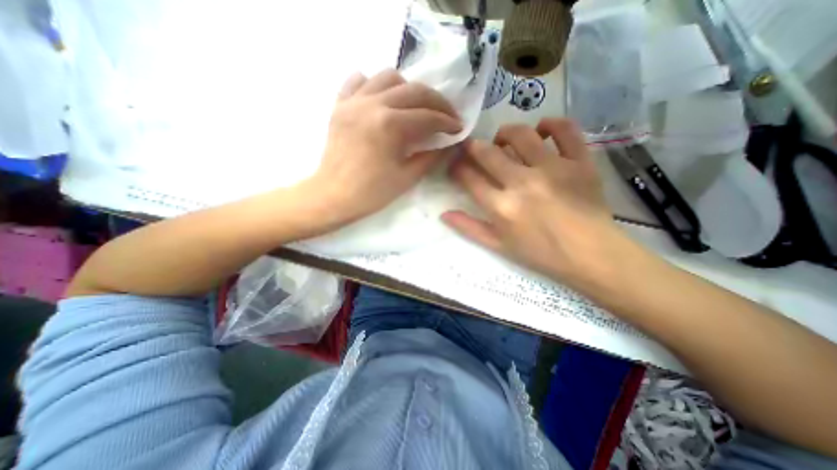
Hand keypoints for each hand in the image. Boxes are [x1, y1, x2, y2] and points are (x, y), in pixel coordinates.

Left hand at [298, 69, 459, 232]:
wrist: (333, 196)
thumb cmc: (372, 193)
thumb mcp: (407, 178)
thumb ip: (431, 157)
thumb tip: (448, 144)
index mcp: (390, 125)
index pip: (428, 117)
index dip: (448, 122)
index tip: (458, 128)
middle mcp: (372, 104)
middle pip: (414, 90)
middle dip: (437, 102)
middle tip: (447, 115)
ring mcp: (353, 101)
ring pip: (388, 77)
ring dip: (409, 90)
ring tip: (416, 107)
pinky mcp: (340, 105)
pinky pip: (358, 81)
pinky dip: (375, 85)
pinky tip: (383, 100)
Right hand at [440, 117, 631, 293]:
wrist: (591, 254)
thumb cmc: (541, 254)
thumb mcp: (499, 246)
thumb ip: (469, 228)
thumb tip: (443, 214)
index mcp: (502, 207)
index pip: (469, 179)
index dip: (457, 168)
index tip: (456, 165)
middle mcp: (522, 183)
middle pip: (488, 153)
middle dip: (473, 147)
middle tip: (473, 148)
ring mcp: (552, 168)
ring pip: (521, 134)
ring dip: (505, 133)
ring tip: (503, 140)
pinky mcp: (579, 161)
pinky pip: (565, 130)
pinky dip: (551, 124)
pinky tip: (542, 130)